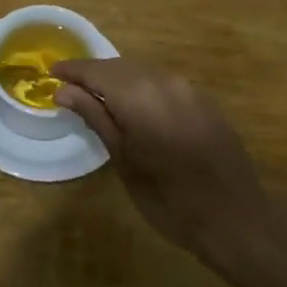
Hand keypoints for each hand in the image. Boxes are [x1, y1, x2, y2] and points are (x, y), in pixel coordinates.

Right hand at [52, 58, 274, 263]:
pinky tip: (135, 107)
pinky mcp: (205, 101)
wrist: (235, 219)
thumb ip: (95, 117)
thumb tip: (64, 90)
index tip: (52, 72)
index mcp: (140, 96)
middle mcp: (165, 82)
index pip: (97, 71)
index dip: (73, 70)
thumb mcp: (123, 161)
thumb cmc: (168, 200)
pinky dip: (143, 88)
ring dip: (119, 79)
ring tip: (98, 97)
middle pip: (121, 66)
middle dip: (95, 74)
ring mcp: (189, 89)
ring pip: (144, 72)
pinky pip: (164, 84)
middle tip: (70, 88)